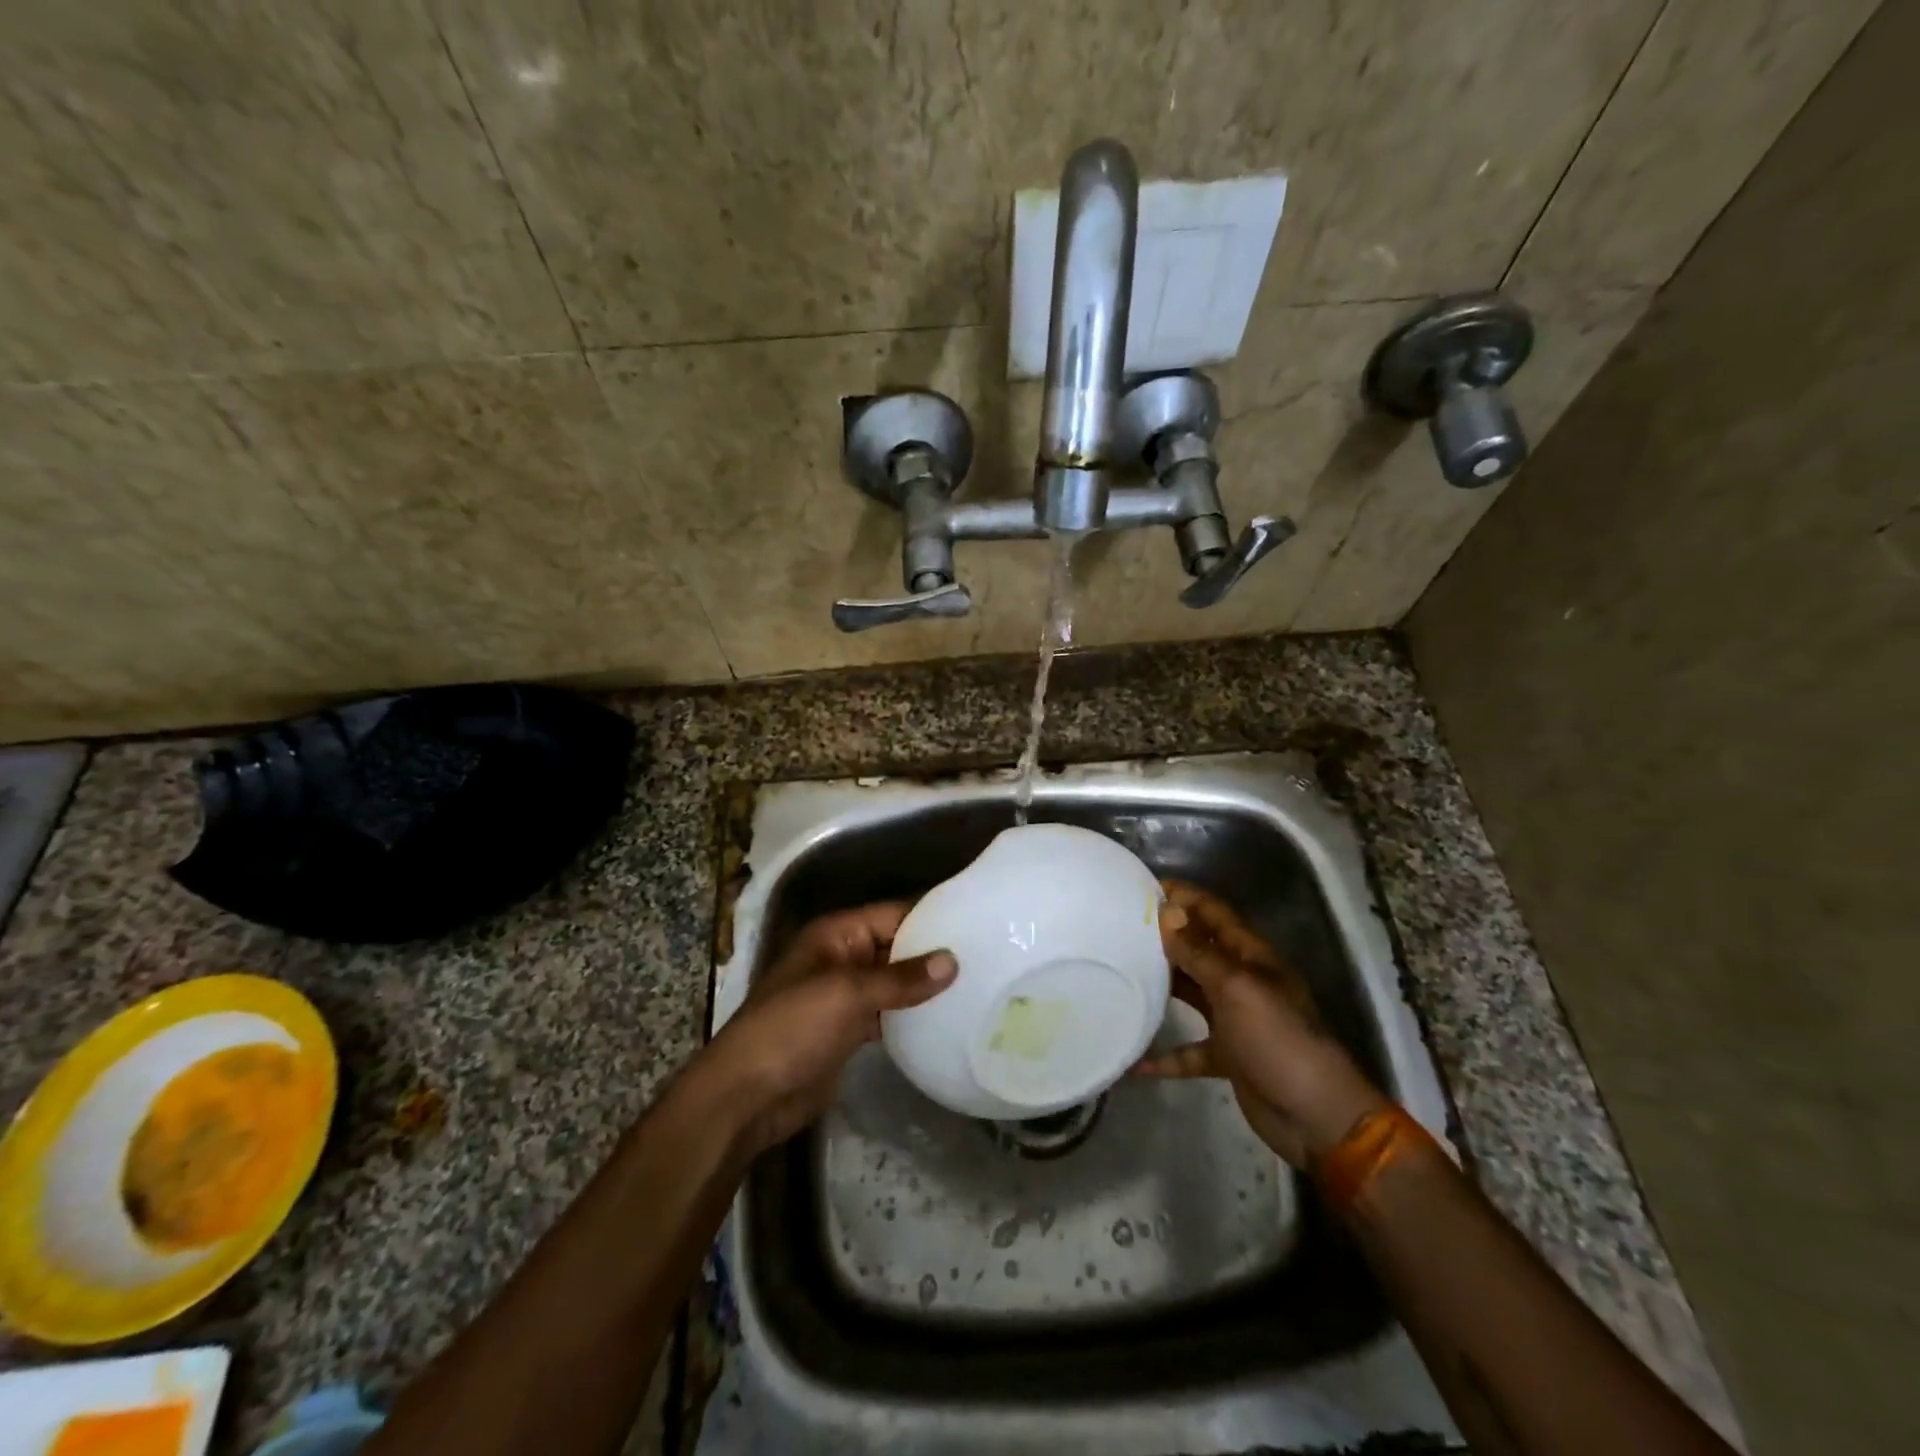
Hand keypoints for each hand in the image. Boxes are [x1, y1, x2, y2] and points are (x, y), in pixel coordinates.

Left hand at [696, 903, 954, 1155]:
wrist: (746, 1097)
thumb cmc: (792, 1029)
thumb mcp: (847, 994)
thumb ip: (900, 978)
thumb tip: (953, 961)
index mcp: (836, 934)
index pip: (894, 914)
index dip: (932, 916)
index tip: (979, 922)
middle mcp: (843, 957)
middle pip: (896, 946)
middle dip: (934, 953)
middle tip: (989, 958)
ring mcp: (845, 995)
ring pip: (894, 981)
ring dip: (926, 985)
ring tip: (978, 986)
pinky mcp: (849, 1030)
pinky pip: (888, 1012)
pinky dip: (912, 1015)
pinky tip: (947, 1020)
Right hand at [1135, 881, 1388, 1167]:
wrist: (1317, 1116)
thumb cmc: (1279, 1040)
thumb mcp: (1236, 989)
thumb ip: (1199, 952)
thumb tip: (1168, 911)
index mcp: (1251, 956)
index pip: (1213, 912)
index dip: (1182, 896)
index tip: (1140, 887)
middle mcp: (1241, 980)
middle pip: (1198, 948)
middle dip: (1164, 936)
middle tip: (1117, 927)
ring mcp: (1234, 1019)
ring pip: (1191, 993)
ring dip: (1161, 985)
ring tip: (1119, 974)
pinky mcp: (1227, 1056)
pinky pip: (1189, 1049)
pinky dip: (1165, 1054)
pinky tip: (1135, 1060)